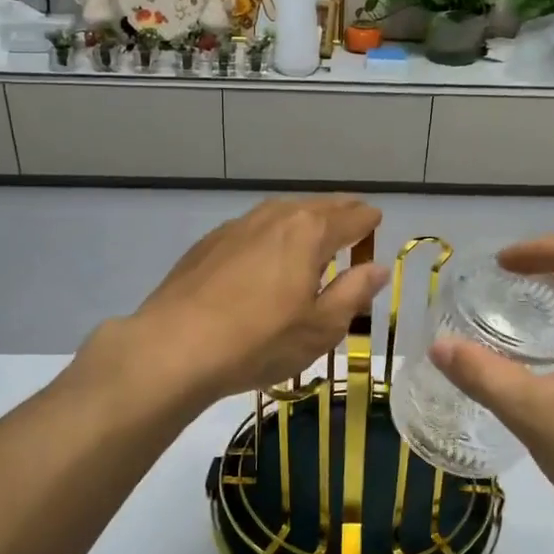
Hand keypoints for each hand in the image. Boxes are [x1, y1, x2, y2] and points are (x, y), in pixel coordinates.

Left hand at [119, 197, 388, 402]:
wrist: (175, 346)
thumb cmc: (260, 340)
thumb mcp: (321, 327)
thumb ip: (353, 292)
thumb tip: (377, 268)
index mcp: (309, 232)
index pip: (352, 218)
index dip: (369, 221)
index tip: (377, 221)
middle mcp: (275, 217)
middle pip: (316, 206)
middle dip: (339, 212)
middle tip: (353, 218)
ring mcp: (237, 226)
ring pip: (281, 212)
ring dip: (303, 219)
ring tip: (313, 232)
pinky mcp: (209, 243)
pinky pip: (253, 228)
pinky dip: (271, 233)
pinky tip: (266, 253)